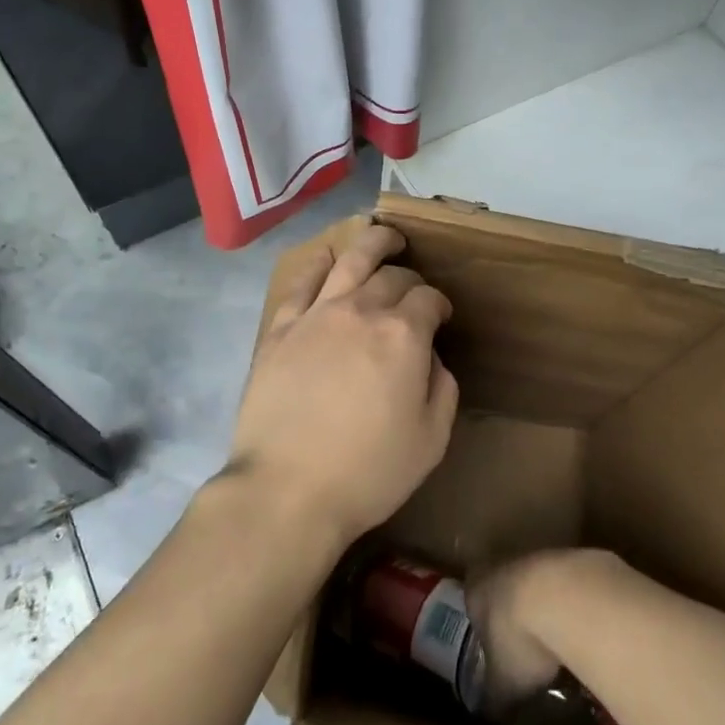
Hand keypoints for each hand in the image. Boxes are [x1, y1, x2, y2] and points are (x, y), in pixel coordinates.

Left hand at [223, 219, 458, 550]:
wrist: (287, 489)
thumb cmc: (367, 472)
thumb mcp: (430, 440)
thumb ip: (442, 390)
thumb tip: (432, 359)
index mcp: (403, 336)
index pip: (428, 300)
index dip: (439, 304)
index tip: (441, 316)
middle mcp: (361, 311)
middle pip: (392, 276)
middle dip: (410, 278)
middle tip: (414, 290)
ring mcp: (317, 314)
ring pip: (350, 260)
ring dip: (372, 242)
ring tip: (384, 236)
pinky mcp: (282, 327)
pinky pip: (302, 282)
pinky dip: (318, 263)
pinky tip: (326, 257)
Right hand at [466, 550, 604, 710]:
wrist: (565, 597)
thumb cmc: (520, 639)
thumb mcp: (503, 684)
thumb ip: (494, 696)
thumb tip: (490, 713)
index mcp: (475, 589)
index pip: (472, 604)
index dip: (483, 628)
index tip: (495, 651)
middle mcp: (500, 565)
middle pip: (504, 589)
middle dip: (515, 616)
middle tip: (527, 650)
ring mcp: (535, 557)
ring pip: (536, 584)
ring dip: (546, 608)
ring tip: (560, 645)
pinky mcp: (569, 558)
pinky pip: (565, 585)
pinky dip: (571, 605)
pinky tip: (583, 632)